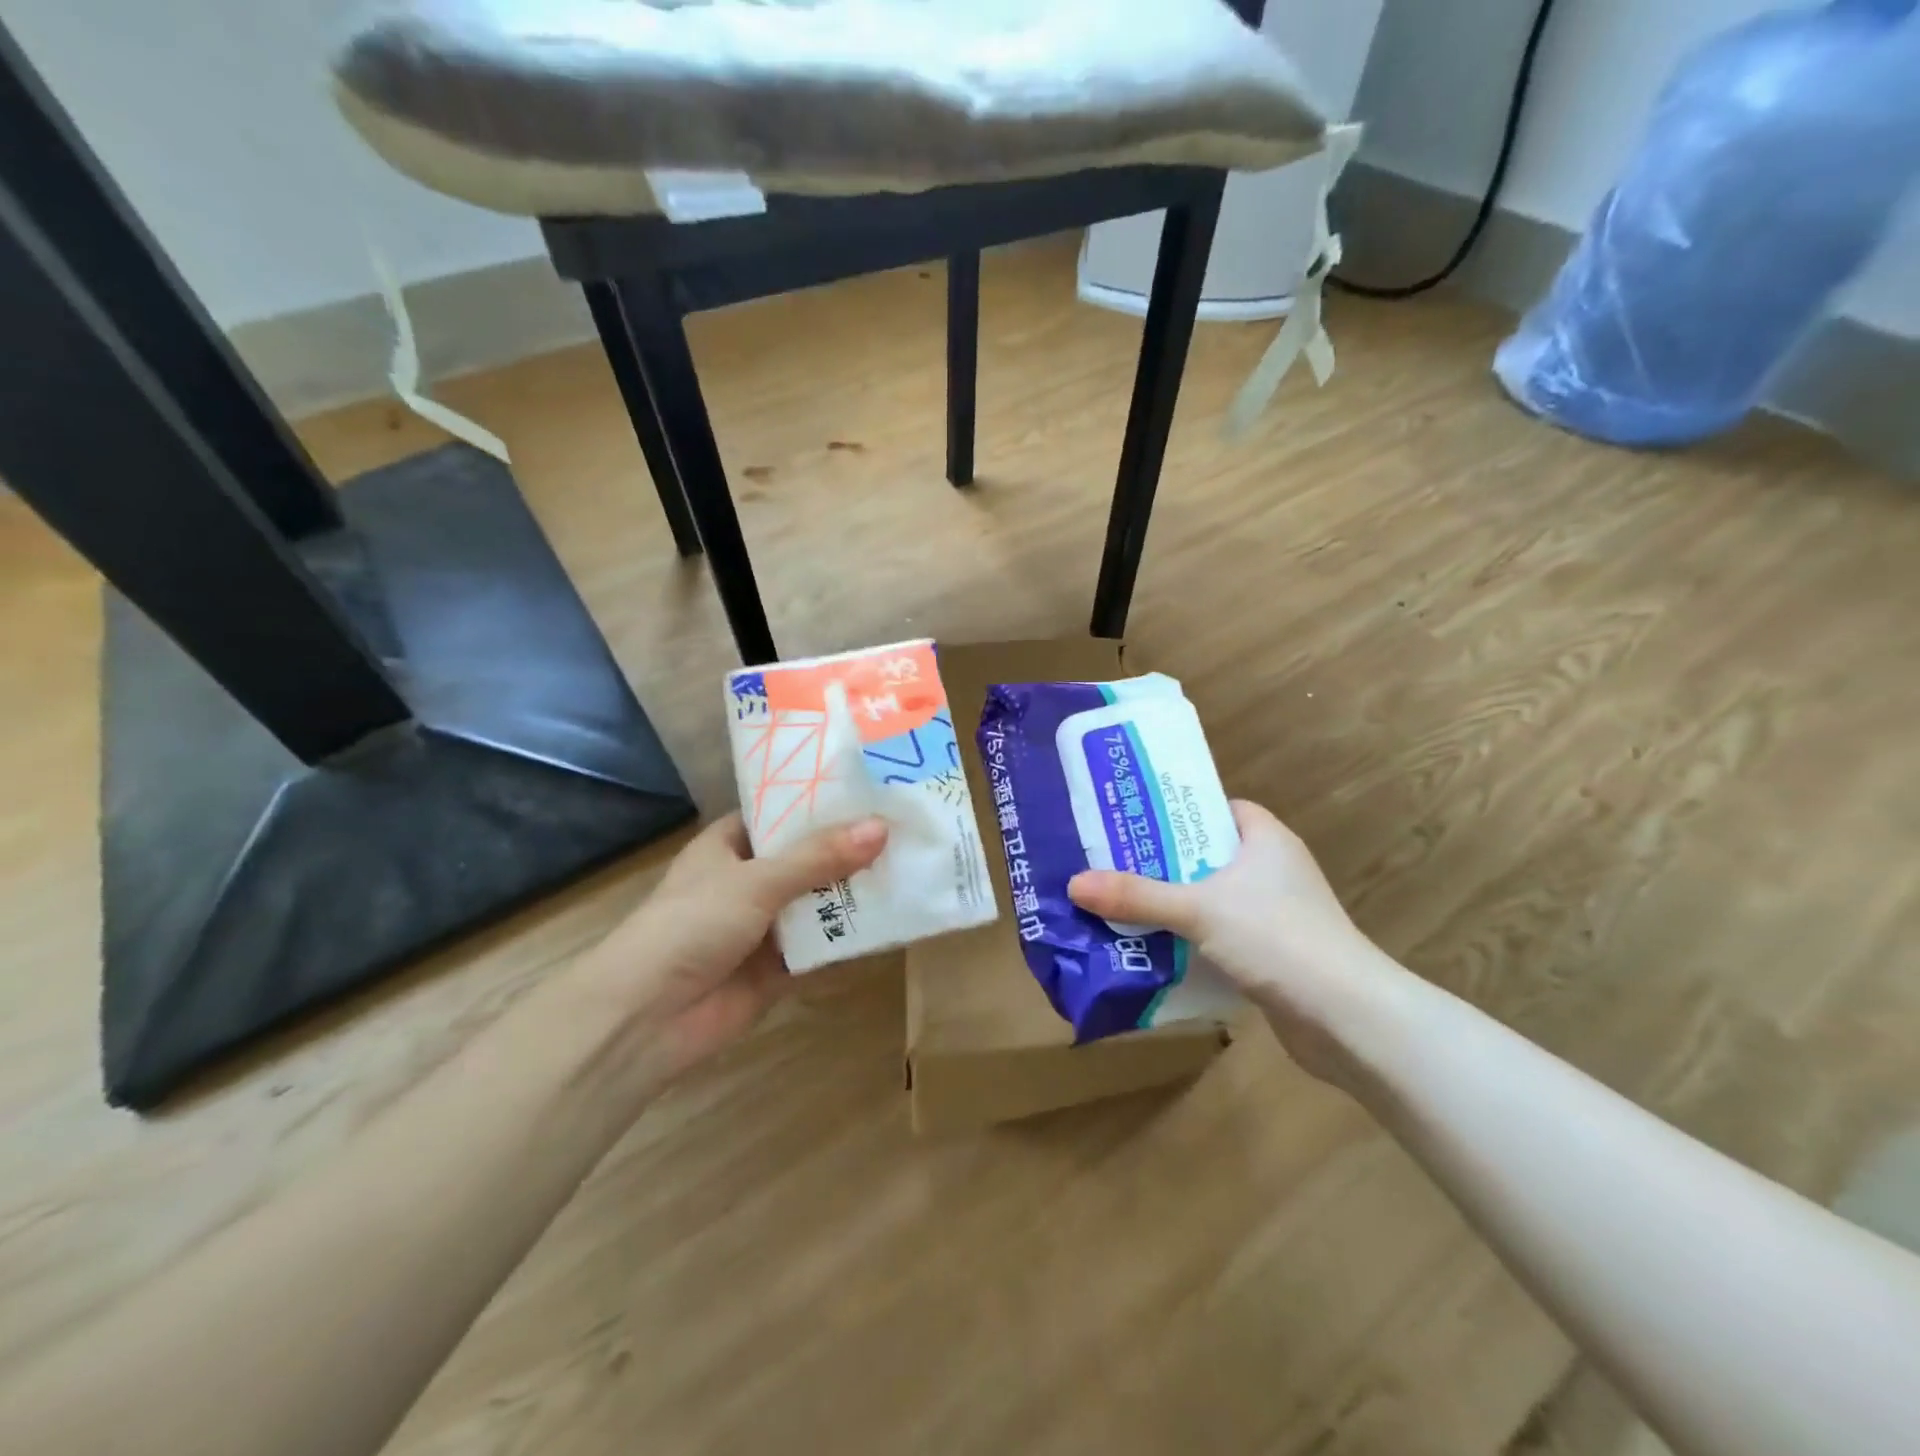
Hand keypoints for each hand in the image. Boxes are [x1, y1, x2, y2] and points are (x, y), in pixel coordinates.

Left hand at [576, 813, 887, 1080]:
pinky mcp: (778, 967)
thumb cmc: (692, 926)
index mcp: (729, 845)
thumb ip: (819, 857)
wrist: (647, 1018)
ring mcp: (763, 925)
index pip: (781, 812)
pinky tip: (894, 919)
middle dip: (849, 847)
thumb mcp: (756, 881)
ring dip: (854, 890)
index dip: (821, 801)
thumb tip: (881, 828)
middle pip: (807, 857)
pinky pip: (822, 944)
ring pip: (818, 900)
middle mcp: (748, 880)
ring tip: (911, 864)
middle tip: (905, 825)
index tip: (871, 788)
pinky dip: (850, 935)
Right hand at [1068, 801, 1394, 1081]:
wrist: (1348, 1019)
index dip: (1178, 810)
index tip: (1134, 818)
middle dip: (1162, 862)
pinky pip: (1220, 935)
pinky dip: (1191, 940)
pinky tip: (1153, 949)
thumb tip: (1075, 884)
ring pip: (1211, 898)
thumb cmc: (1277, 938)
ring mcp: (1276, 914)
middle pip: (1206, 855)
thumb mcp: (1198, 909)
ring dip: (1173, 905)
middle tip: (1111, 863)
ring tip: (1120, 904)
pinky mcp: (1273, 954)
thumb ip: (1137, 896)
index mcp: (1265, 839)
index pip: (1218, 807)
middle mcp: (1273, 869)